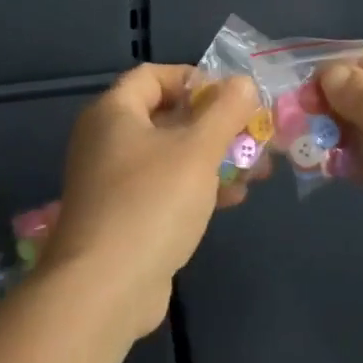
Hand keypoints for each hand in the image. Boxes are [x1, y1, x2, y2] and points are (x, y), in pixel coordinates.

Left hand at [45, 64, 259, 336]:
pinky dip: (196, 187)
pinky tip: (232, 199)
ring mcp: (112, 181)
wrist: (105, 288)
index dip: (195, 78)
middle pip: (167, 116)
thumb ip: (224, 111)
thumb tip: (242, 82)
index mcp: (114, 112)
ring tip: (257, 169)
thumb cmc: (151, 203)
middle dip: (215, 125)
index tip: (233, 96)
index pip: (154, 75)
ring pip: (170, 156)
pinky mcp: (123, 216)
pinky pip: (164, 188)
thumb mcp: (197, 150)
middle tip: (255, 135)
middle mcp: (107, 140)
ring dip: (213, 158)